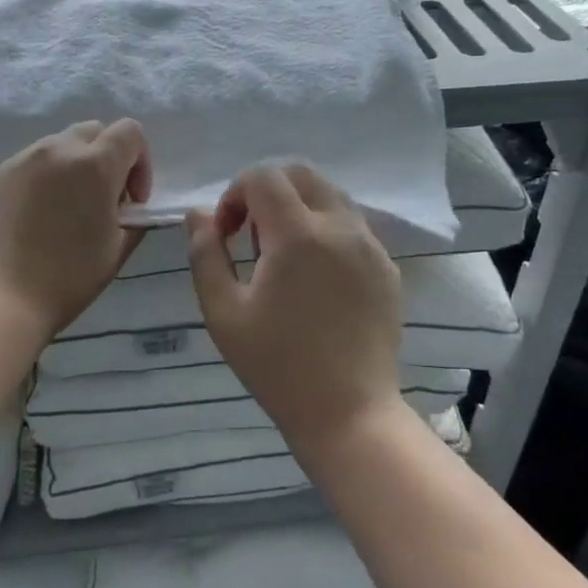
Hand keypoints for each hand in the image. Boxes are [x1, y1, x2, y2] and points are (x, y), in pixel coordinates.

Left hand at [0, 119, 152, 339]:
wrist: (2, 299)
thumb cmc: (69, 277)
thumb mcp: (118, 247)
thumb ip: (134, 216)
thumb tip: (128, 205)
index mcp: (95, 164)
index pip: (130, 132)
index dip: (141, 162)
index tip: (132, 200)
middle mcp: (57, 150)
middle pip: (94, 131)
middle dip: (107, 158)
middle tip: (103, 199)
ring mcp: (21, 159)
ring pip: (59, 145)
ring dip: (74, 167)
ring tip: (66, 208)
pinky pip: (30, 164)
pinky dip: (44, 179)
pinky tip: (36, 217)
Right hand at [186, 164, 403, 451]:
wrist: (349, 413)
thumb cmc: (278, 366)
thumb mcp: (223, 313)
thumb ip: (206, 254)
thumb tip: (198, 214)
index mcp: (298, 235)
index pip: (263, 177)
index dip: (235, 194)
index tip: (227, 234)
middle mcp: (341, 227)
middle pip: (301, 174)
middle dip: (268, 191)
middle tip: (253, 238)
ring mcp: (371, 245)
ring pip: (330, 195)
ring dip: (299, 207)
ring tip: (284, 257)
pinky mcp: (388, 267)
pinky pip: (353, 225)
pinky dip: (326, 229)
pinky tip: (316, 277)